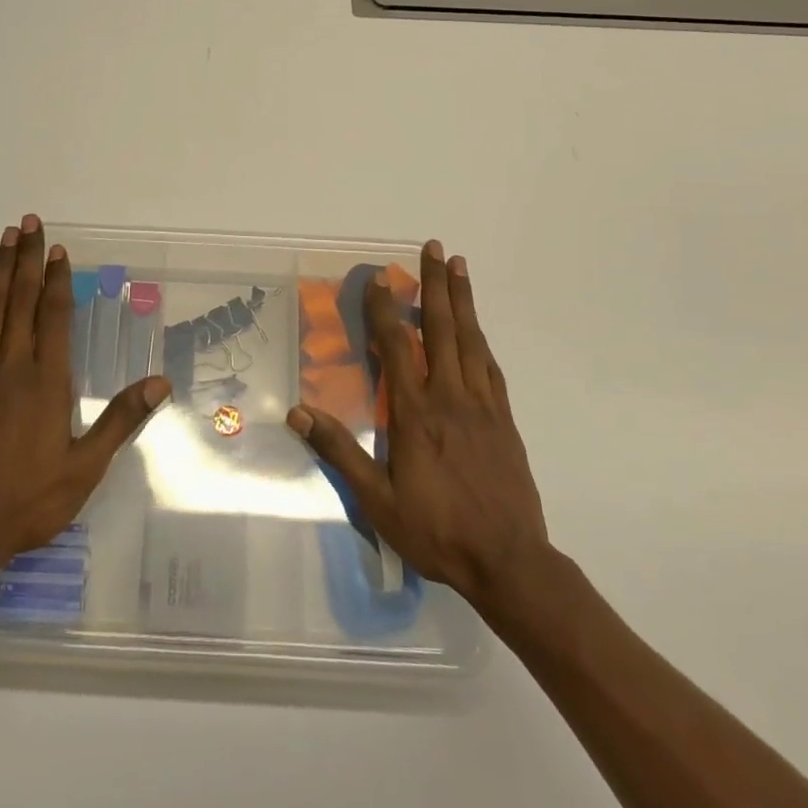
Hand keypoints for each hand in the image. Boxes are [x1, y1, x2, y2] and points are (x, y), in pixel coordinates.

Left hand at [0, 216, 170, 570]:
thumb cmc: (28, 500)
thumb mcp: (84, 467)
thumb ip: (121, 420)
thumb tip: (160, 383)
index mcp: (44, 380)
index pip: (53, 315)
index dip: (56, 278)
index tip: (57, 249)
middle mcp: (9, 366)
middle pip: (18, 299)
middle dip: (25, 258)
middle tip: (28, 222)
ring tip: (6, 240)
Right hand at [287, 240, 548, 605]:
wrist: (509, 561)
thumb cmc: (437, 530)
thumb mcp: (377, 500)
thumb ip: (340, 452)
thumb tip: (298, 413)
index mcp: (416, 412)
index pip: (397, 347)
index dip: (386, 309)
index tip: (380, 277)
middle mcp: (450, 396)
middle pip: (442, 328)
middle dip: (435, 284)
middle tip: (435, 247)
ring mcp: (482, 405)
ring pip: (471, 339)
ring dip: (463, 299)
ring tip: (459, 266)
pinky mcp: (504, 419)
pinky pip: (490, 367)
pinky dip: (481, 338)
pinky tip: (477, 328)